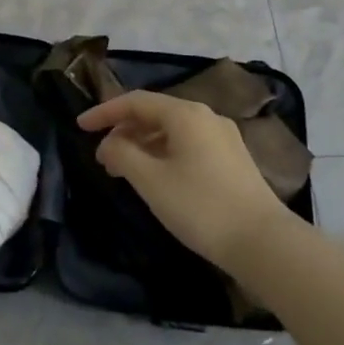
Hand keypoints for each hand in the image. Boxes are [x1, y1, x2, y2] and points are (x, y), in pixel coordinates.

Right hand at [78, 91, 287, 268]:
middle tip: (102, 158)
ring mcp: (223, 138)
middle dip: (124, 131)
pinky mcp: (233, 160)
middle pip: (155, 114)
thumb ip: (122, 154)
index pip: (135, 101)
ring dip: (143, 145)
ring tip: (124, 171)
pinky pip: (188, 145)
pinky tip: (156, 178)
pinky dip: (164, 154)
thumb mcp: (151, 181)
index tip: (80, 127)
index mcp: (185, 114)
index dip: (104, 112)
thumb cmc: (201, 206)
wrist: (264, 243)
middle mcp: (206, 116)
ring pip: (172, 131)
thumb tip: (109, 144)